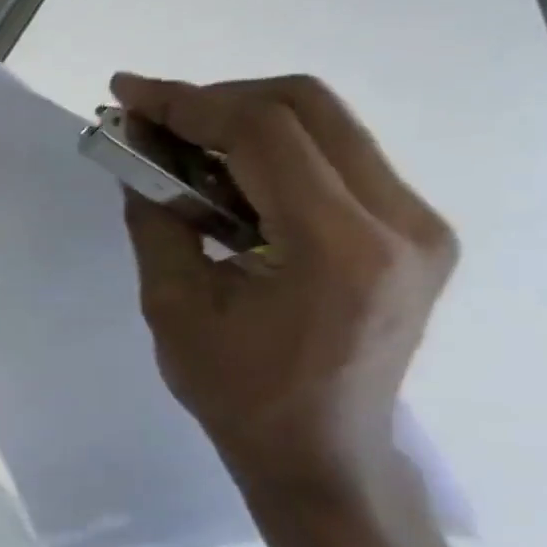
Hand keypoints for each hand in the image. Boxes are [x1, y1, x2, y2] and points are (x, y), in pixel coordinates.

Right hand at [112, 74, 456, 511]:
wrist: (320, 451)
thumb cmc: (237, 392)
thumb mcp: (173, 306)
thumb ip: (156, 221)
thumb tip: (135, 159)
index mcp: (338, 249)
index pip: (266, 133)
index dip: (188, 101)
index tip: (128, 95)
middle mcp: (400, 222)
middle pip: (309, 107)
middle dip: (217, 98)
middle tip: (152, 116)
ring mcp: (419, 225)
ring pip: (328, 125)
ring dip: (245, 120)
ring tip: (179, 143)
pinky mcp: (414, 232)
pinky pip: (340, 158)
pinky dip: (274, 149)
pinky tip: (225, 175)